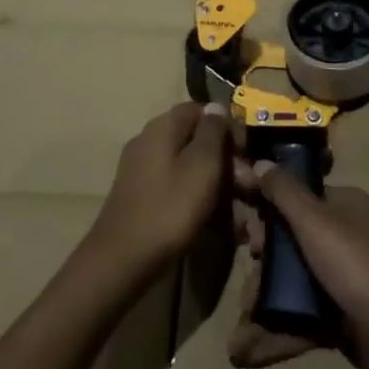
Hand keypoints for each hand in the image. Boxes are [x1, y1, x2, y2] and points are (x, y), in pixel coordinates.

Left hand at [86, 103, 231, 279]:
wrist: (121, 261)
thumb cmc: (169, 208)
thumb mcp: (202, 165)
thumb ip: (213, 131)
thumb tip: (216, 107)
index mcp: (162, 127)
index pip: (201, 110)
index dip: (227, 127)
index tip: (247, 152)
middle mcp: (149, 141)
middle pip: (194, 140)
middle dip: (225, 161)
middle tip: (248, 188)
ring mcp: (141, 170)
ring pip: (188, 167)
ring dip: (215, 185)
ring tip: (238, 215)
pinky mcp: (140, 197)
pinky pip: (176, 188)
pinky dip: (197, 200)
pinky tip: (215, 225)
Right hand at [229, 163, 368, 368]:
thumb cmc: (360, 268)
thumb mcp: (317, 222)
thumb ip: (285, 193)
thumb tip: (259, 163)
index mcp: (341, 206)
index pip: (295, 194)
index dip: (264, 203)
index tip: (233, 217)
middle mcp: (342, 236)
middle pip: (289, 240)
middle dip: (261, 260)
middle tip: (247, 273)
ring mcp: (342, 279)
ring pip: (291, 283)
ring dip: (263, 303)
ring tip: (240, 329)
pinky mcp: (341, 319)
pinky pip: (300, 319)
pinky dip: (275, 334)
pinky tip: (245, 353)